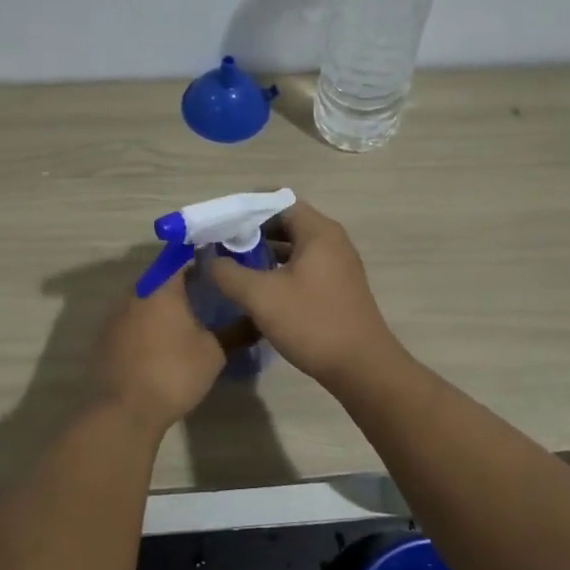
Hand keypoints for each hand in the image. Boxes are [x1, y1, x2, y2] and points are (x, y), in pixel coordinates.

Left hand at [93, 269, 225, 431]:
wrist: (124, 411)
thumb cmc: (173, 373)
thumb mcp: (214, 353)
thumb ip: (236, 332)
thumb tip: (257, 320)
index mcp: (161, 286)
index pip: (182, 256)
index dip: (202, 258)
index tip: (220, 268)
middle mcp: (135, 292)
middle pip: (162, 277)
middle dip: (185, 283)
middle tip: (210, 295)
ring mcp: (116, 314)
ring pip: (146, 298)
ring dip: (165, 305)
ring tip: (190, 320)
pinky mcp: (106, 337)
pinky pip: (132, 319)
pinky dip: (149, 324)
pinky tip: (163, 342)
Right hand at [207, 200, 399, 390]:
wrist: (361, 367)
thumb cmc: (311, 322)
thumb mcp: (260, 296)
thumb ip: (228, 273)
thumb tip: (208, 258)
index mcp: (318, 232)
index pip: (278, 202)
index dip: (246, 209)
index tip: (220, 224)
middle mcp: (331, 241)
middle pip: (286, 223)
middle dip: (252, 232)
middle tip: (221, 245)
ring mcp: (337, 265)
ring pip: (294, 247)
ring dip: (264, 252)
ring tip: (233, 265)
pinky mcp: (337, 287)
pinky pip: (303, 266)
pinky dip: (279, 269)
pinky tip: (258, 287)